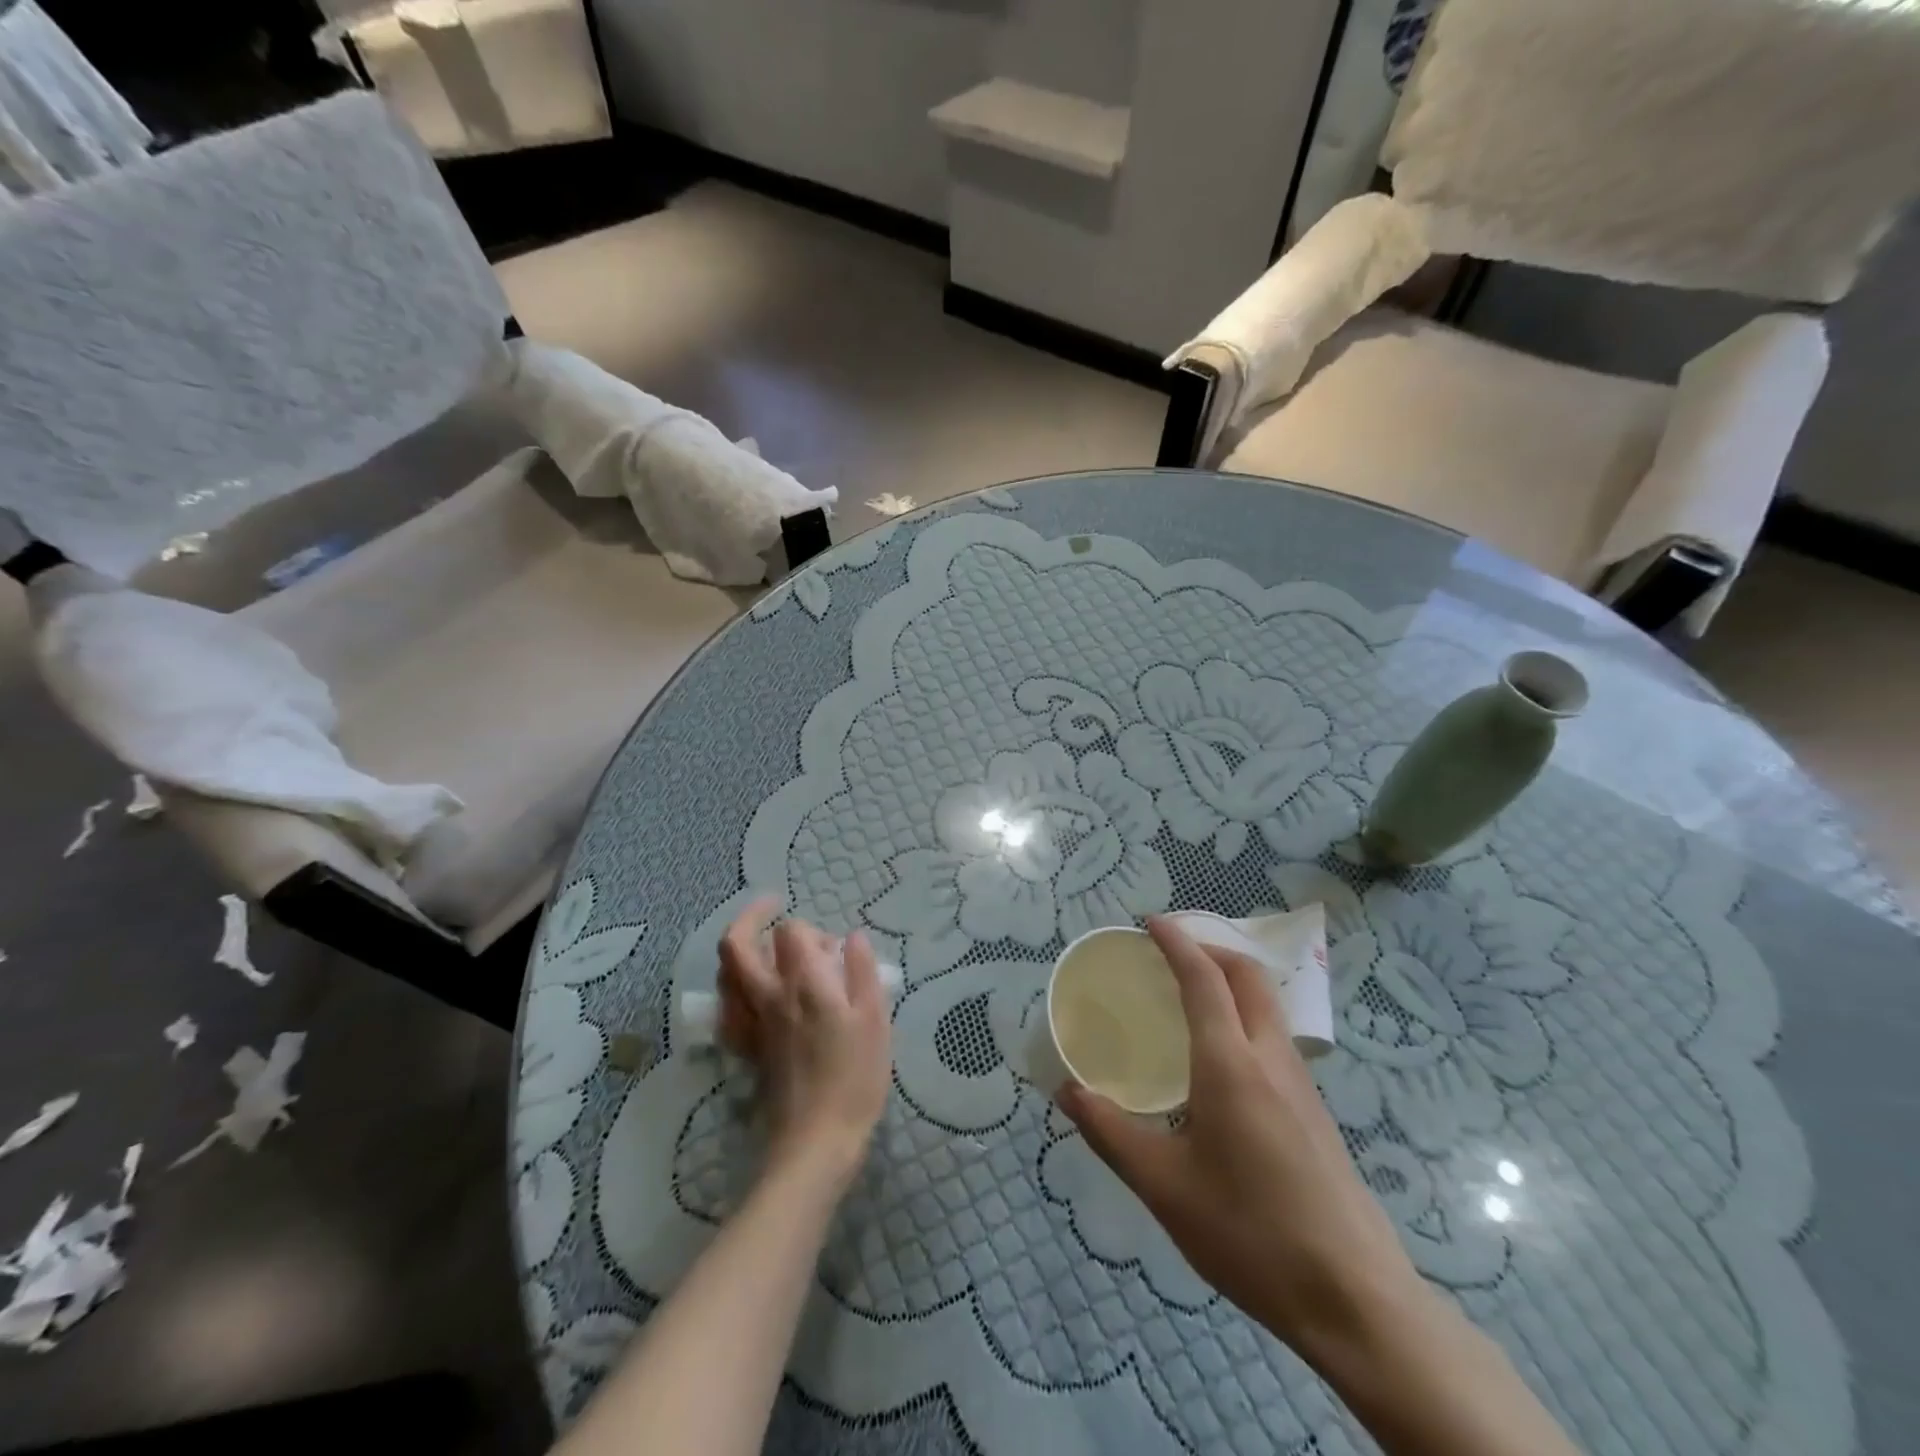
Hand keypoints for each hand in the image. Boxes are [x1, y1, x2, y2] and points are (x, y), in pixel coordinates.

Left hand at [717, 899, 891, 1184]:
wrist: (816, 1142)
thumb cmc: (855, 1078)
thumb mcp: (876, 1020)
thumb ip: (863, 971)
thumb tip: (853, 937)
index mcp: (804, 984)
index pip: (791, 931)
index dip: (810, 929)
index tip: (833, 949)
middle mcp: (769, 996)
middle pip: (736, 945)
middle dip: (750, 917)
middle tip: (771, 906)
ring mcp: (751, 1024)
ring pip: (724, 975)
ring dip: (739, 952)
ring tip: (763, 950)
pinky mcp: (746, 1049)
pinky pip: (726, 1010)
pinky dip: (733, 992)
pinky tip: (751, 996)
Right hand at [1058, 916, 1423, 1365]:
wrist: (1354, 1299)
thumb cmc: (1250, 1233)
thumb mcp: (1164, 1186)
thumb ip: (1110, 1132)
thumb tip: (1067, 1092)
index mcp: (1230, 1063)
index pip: (1203, 977)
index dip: (1176, 941)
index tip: (1149, 923)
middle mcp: (1271, 1058)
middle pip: (1248, 976)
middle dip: (1210, 949)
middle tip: (1170, 953)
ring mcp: (1301, 1084)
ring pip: (1268, 1005)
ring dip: (1231, 981)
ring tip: (1191, 997)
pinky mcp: (1315, 1112)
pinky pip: (1276, 1037)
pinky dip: (1245, 1015)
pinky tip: (1222, 1060)